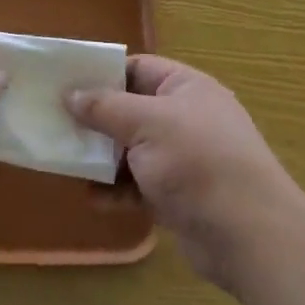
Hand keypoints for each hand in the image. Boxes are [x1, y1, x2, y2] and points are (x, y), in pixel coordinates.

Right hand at [68, 56, 303, 293]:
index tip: (64, 84)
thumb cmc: (197, 162)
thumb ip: (105, 107)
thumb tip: (70, 94)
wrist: (249, 235)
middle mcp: (185, 118)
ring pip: (131, 150)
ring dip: (102, 158)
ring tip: (67, 163)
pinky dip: (117, 190)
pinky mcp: (178, 195)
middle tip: (56, 125)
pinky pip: (139, 185)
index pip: (137, 69)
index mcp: (186, 88)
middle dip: (96, 120)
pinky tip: (94, 199)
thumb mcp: (146, 123)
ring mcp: (183, 159)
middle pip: (130, 111)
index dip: (102, 74)